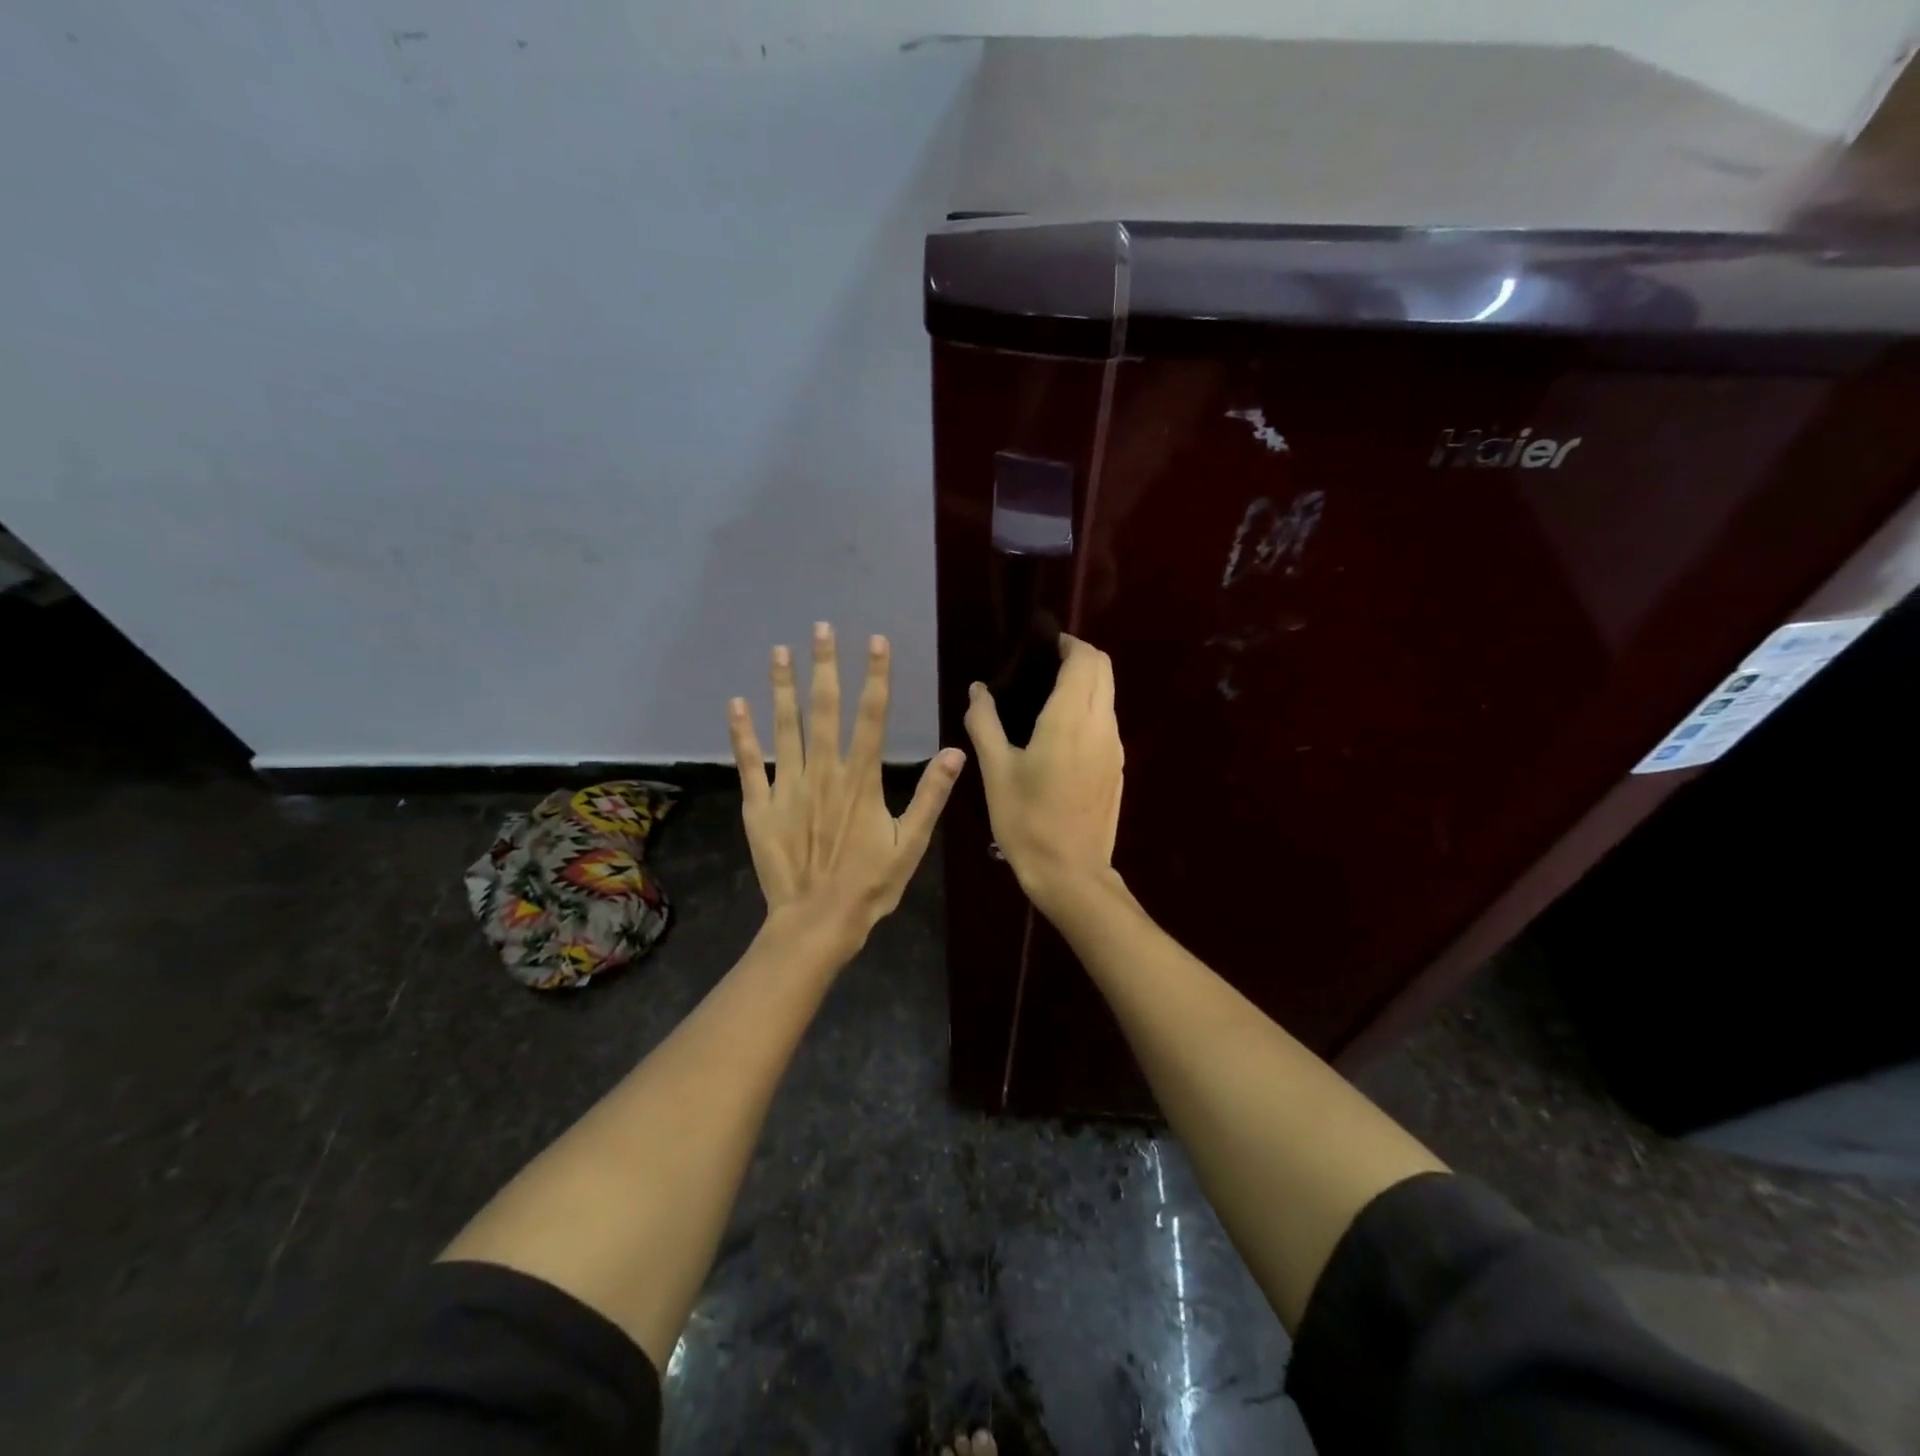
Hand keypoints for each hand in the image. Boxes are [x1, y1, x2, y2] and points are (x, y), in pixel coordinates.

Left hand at [729, 624, 965, 952]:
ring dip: (782, 687)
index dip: (875, 676)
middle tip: (821, 628)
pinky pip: (750, 762)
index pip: (872, 716)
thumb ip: (931, 796)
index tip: (875, 641)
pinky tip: (736, 704)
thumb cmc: (870, 885)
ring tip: (780, 651)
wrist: (817, 921)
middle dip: (825, 666)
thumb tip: (955, 752)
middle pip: (826, 709)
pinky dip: (742, 733)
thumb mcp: (911, 844)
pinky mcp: (760, 805)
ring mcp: (788, 786)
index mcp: (862, 779)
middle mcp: (824, 772)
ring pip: (785, 726)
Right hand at [964, 633, 1123, 910]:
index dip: (1067, 644)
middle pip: (1104, 669)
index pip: (1084, 659)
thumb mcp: (996, 772)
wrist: (1071, 872)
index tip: (1041, 646)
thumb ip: (985, 724)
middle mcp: (1100, 725)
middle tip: (1043, 666)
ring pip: (1109, 694)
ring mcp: (1115, 746)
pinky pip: (1108, 719)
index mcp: (1069, 720)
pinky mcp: (1117, 766)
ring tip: (1048, 696)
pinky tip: (1061, 731)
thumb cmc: (1027, 821)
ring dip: (1087, 682)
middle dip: (1079, 656)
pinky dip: (1091, 707)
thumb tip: (978, 691)